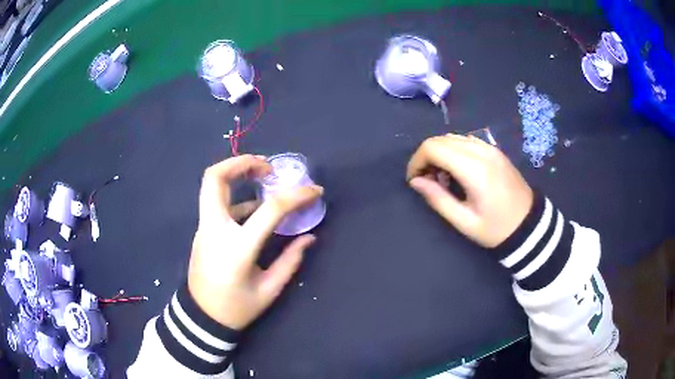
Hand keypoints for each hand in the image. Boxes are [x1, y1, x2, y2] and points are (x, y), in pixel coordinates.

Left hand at [188, 155, 322, 329]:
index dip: (295, 196)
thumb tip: (309, 237)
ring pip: (211, 186)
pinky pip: (216, 204)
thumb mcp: (268, 290)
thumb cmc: (236, 308)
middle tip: (268, 167)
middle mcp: (215, 229)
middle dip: (242, 162)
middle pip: (215, 178)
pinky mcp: (202, 231)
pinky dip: (236, 196)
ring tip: (263, 178)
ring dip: (236, 173)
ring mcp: (204, 228)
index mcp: (237, 247)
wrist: (202, 318)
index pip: (269, 210)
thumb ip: (290, 261)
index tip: (314, 191)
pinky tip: (253, 206)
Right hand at [406, 134, 532, 247]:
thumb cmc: (496, 228)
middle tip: (427, 181)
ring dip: (440, 153)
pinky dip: (453, 150)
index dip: (416, 161)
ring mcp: (490, 147)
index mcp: (474, 169)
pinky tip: (457, 170)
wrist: (529, 224)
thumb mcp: (464, 221)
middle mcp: (481, 150)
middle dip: (426, 157)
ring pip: (452, 137)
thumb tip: (416, 182)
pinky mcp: (494, 150)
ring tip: (442, 178)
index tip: (414, 180)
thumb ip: (438, 199)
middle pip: (440, 139)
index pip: (433, 147)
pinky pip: (466, 141)